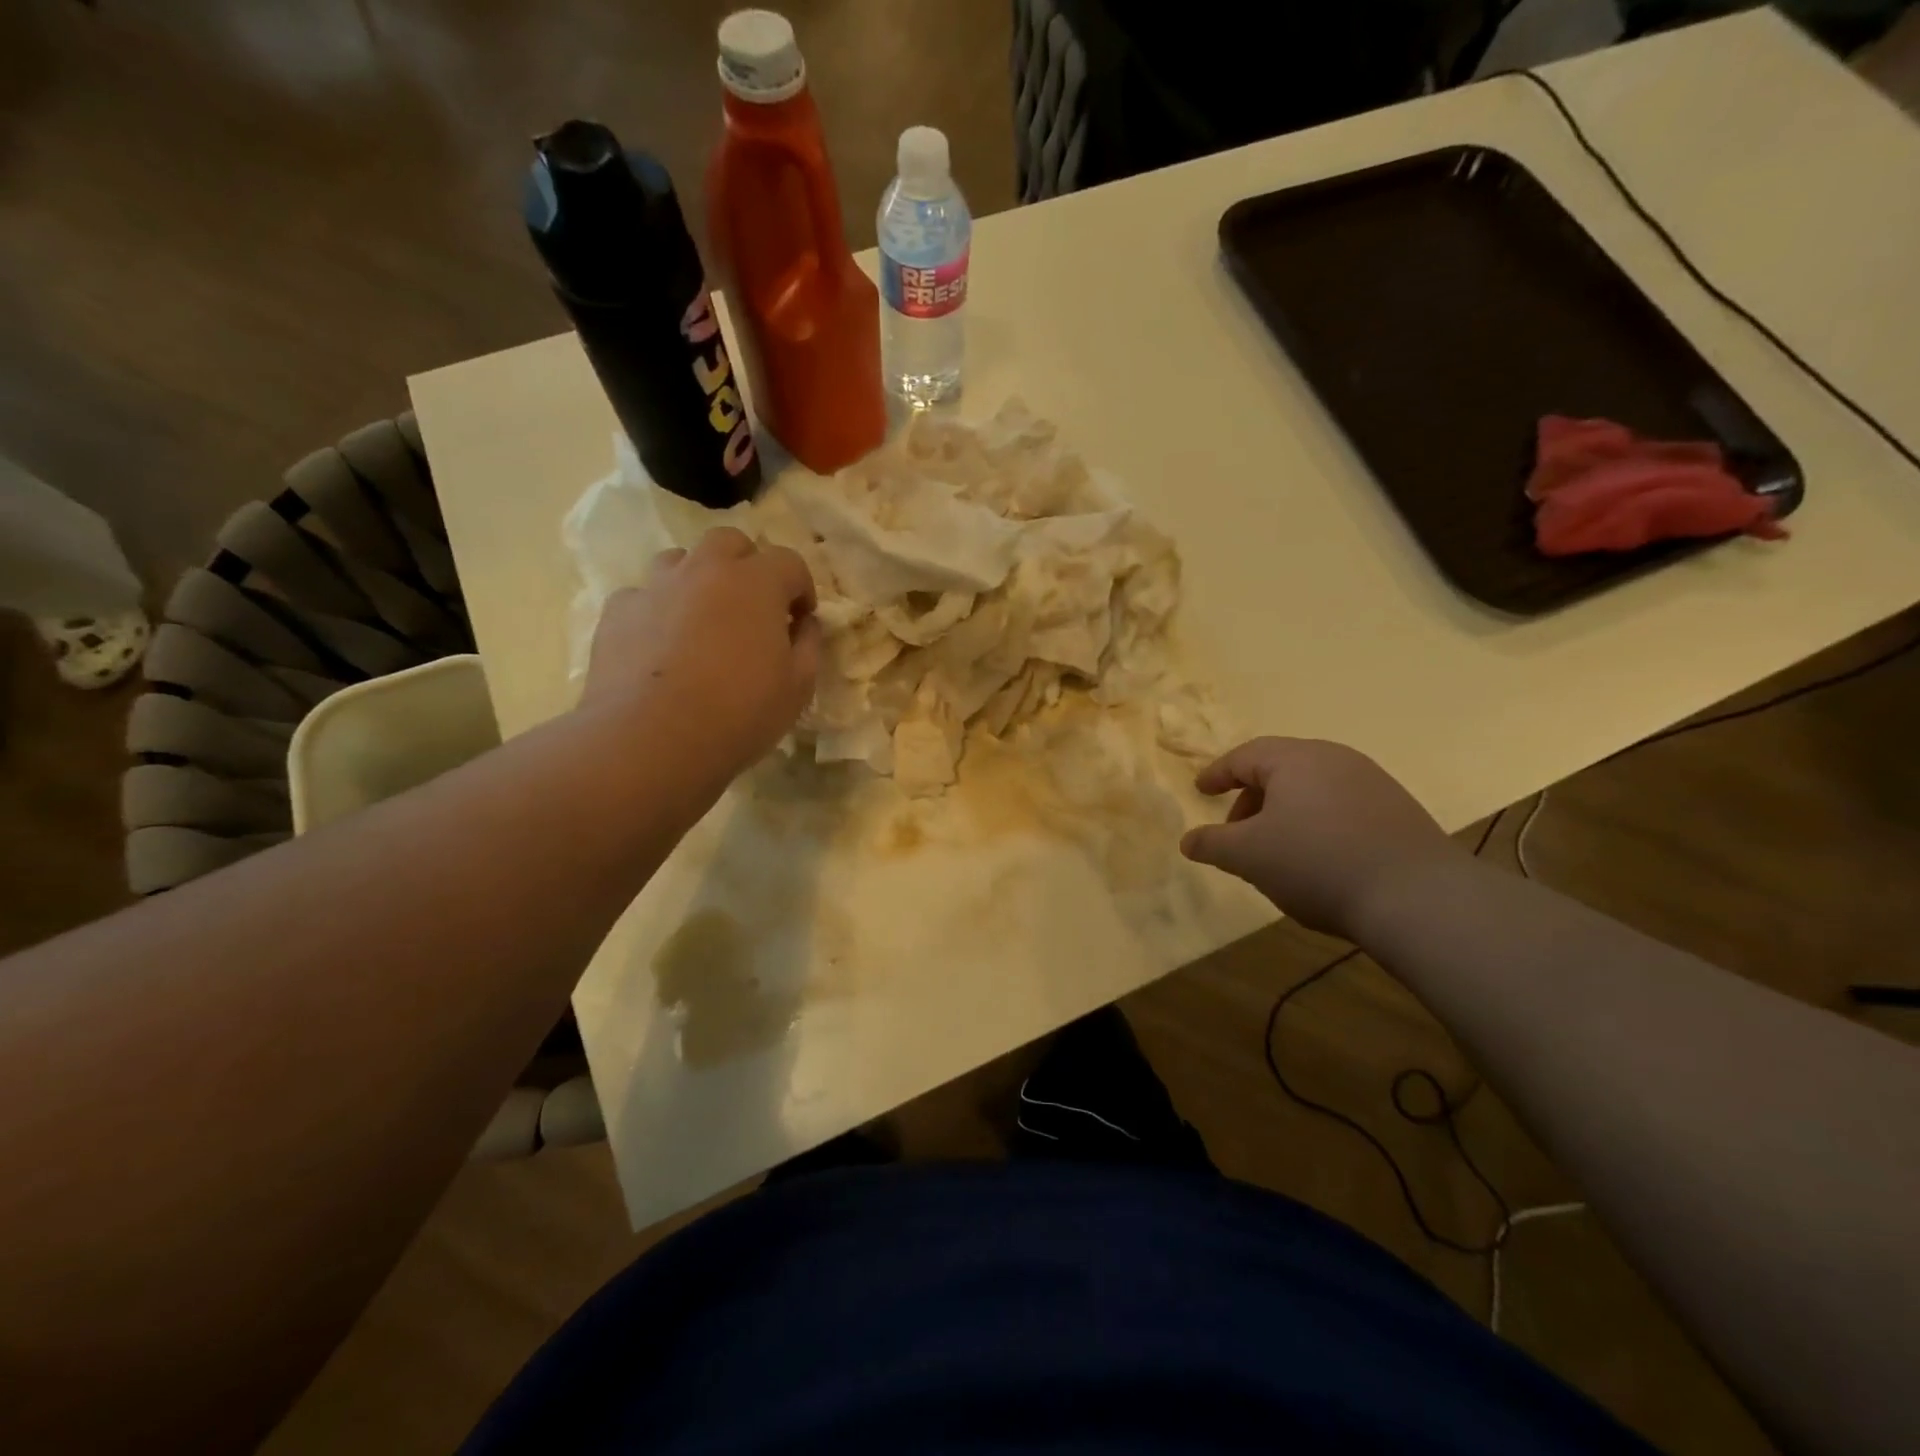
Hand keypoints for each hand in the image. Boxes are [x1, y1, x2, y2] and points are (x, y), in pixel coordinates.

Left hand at [582, 527, 820, 791]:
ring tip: (703, 621)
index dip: (801, 588)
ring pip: (681, 561)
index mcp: (756, 583)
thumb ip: (808, 645)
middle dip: (748, 567)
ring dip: (699, 580)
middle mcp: (704, 570)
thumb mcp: (798, 687)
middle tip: (753, 609)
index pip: (789, 562)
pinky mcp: (617, 612)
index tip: (801, 619)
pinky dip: (658, 611)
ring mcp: (655, 587)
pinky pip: (643, 597)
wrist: (651, 740)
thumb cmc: (739, 713)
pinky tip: (661, 647)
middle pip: (730, 543)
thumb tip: (805, 623)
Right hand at [1179, 737, 1460, 938]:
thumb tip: (1188, 840)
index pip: (1244, 756)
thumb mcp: (1248, 856)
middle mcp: (1335, 759)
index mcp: (1295, 759)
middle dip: (1251, 799)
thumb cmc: (1316, 863)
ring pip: (1312, 789)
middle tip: (1236, 831)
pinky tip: (1318, 860)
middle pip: (1280, 769)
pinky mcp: (1398, 812)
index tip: (1201, 790)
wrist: (1418, 897)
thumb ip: (1212, 844)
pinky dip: (1317, 825)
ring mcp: (1373, 783)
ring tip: (1276, 851)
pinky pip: (1341, 807)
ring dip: (1284, 814)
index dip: (1217, 773)